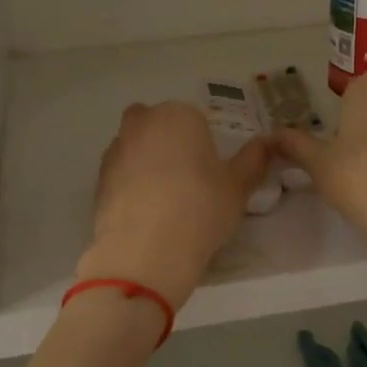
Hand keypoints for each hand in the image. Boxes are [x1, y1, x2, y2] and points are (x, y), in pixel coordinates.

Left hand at [76, 101, 269, 310]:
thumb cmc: (200, 209)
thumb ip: (254, 160)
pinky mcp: (98, 177)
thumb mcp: (238, 187)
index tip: (211, 172)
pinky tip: (145, 211)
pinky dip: (130, 183)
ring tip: (165, 199)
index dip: (204, 144)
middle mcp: (143, 122)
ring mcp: (116, 149)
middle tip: (188, 179)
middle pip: (159, 124)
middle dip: (170, 142)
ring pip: (135, 145)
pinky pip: (121, 172)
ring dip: (147, 160)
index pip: (195, 119)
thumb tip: (267, 142)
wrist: (144, 251)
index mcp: (179, 115)